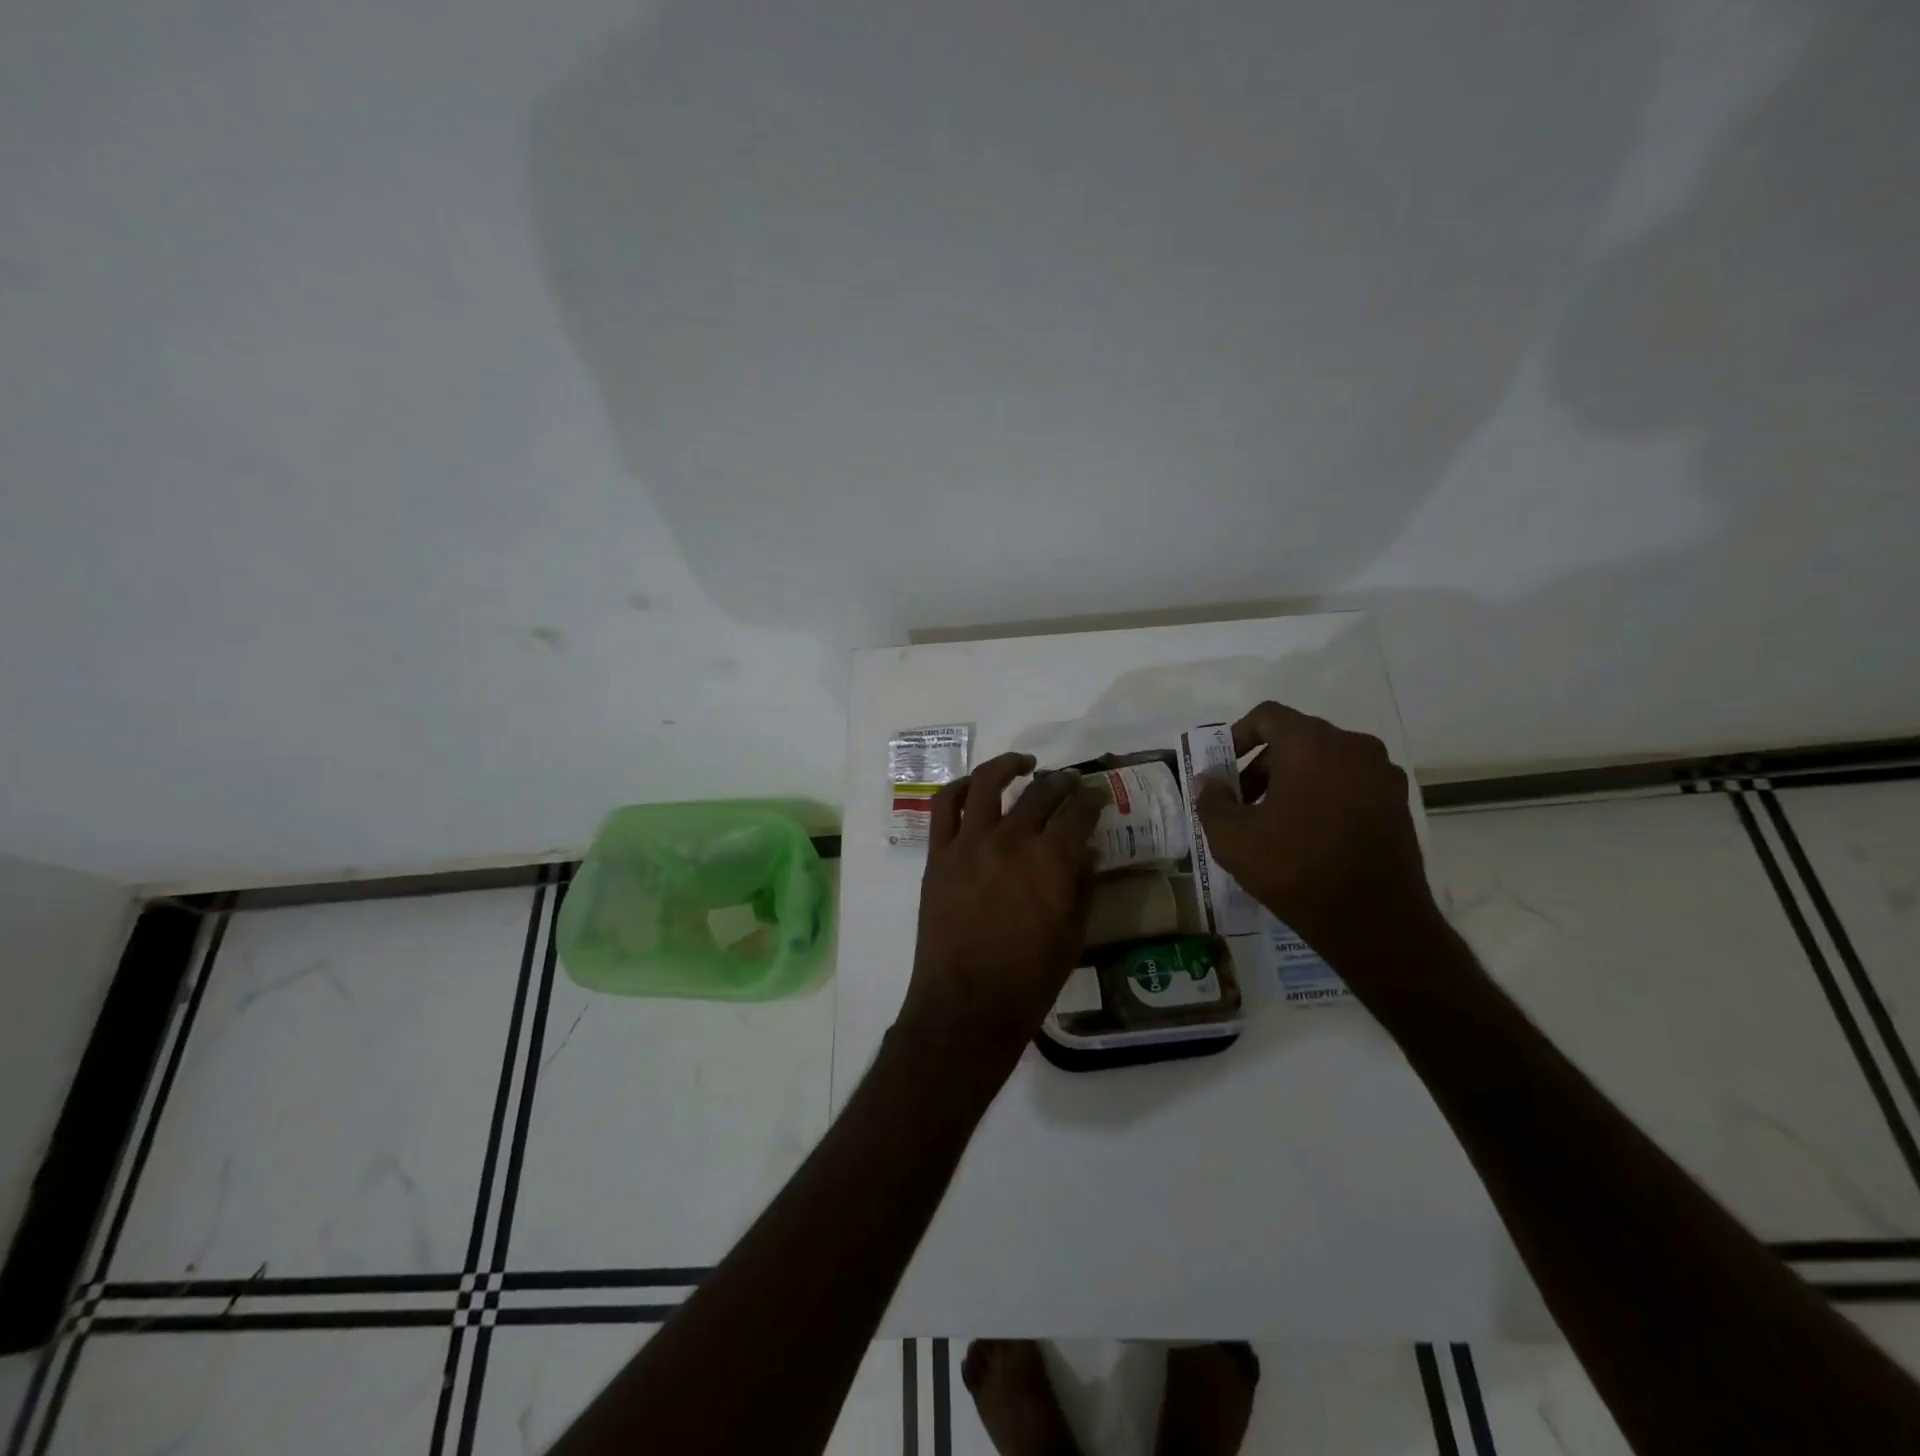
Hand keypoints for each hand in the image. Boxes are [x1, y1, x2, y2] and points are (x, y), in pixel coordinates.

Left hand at [897, 752, 1100, 1083]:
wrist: (966, 1005)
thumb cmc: (1028, 980)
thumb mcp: (1073, 935)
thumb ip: (1083, 886)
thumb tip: (1088, 850)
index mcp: (1051, 861)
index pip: (1078, 813)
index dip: (1091, 801)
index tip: (1095, 798)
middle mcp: (1011, 840)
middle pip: (1040, 793)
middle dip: (1061, 783)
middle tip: (1069, 783)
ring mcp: (969, 843)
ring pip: (988, 784)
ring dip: (1009, 765)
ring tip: (1023, 763)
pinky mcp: (939, 854)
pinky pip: (944, 806)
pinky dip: (960, 787)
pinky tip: (975, 785)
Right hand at [1195, 702, 1439, 971]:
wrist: (1373, 921)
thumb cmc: (1295, 868)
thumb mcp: (1232, 838)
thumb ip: (1212, 800)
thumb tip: (1208, 781)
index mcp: (1311, 743)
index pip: (1267, 716)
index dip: (1238, 736)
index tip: (1223, 770)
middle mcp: (1353, 746)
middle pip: (1296, 738)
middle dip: (1263, 765)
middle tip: (1243, 803)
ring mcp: (1382, 774)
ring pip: (1325, 761)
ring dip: (1294, 780)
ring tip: (1274, 821)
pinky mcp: (1398, 802)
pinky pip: (1350, 783)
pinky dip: (1325, 795)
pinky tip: (1310, 834)